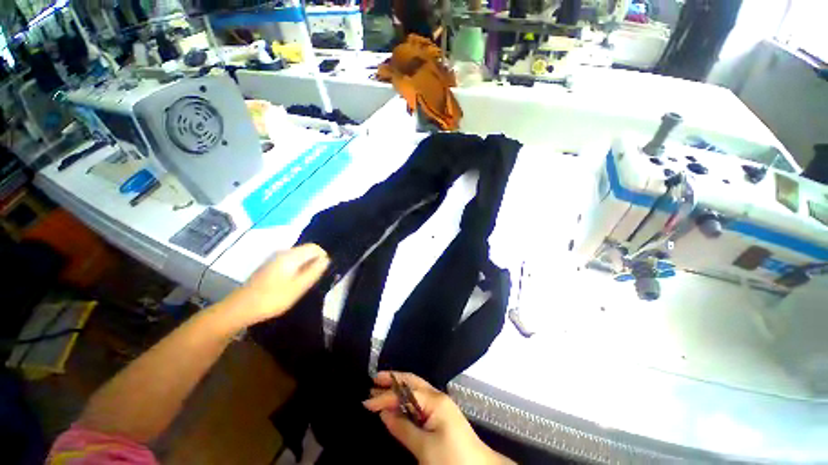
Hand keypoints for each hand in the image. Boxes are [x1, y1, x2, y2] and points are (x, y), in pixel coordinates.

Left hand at [223, 244, 329, 327]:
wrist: (240, 308)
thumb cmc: (273, 298)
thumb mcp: (299, 286)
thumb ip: (314, 271)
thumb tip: (326, 260)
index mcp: (291, 255)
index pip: (315, 247)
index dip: (323, 257)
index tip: (323, 272)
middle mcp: (283, 252)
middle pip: (306, 251)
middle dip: (314, 262)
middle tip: (314, 280)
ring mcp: (275, 259)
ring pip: (298, 257)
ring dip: (305, 267)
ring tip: (304, 283)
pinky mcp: (270, 266)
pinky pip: (290, 262)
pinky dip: (296, 270)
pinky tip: (292, 284)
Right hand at [364, 372, 511, 464]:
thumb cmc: (452, 459)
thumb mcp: (425, 447)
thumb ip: (403, 428)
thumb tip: (384, 413)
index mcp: (435, 401)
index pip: (405, 391)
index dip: (386, 396)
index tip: (367, 402)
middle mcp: (437, 397)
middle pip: (412, 382)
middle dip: (393, 379)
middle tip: (374, 380)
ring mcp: (440, 406)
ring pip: (416, 390)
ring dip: (399, 389)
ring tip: (381, 389)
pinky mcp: (441, 416)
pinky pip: (420, 402)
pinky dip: (406, 400)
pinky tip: (398, 403)